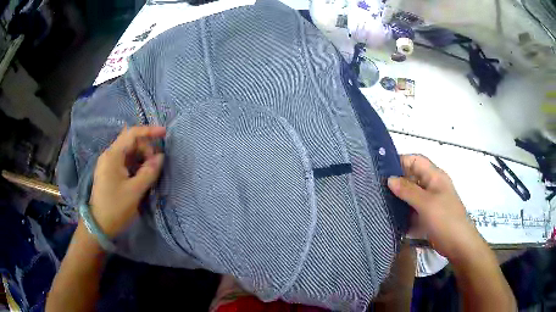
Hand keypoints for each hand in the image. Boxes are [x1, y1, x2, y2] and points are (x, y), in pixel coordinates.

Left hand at [89, 126, 165, 237]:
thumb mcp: (135, 191)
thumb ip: (149, 172)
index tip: (164, 134)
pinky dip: (136, 164)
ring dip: (142, 157)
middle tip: (156, 164)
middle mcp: (109, 155)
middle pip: (131, 142)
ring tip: (151, 170)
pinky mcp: (110, 172)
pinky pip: (125, 162)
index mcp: (113, 156)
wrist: (99, 225)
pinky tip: (142, 174)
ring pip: (129, 152)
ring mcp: (109, 164)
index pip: (132, 134)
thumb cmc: (115, 207)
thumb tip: (160, 157)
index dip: (149, 131)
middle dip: (146, 148)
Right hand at [387, 155, 482, 259]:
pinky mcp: (426, 216)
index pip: (416, 160)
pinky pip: (412, 209)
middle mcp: (431, 186)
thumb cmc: (445, 220)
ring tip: (379, 202)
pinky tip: (390, 217)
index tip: (381, 169)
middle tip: (376, 188)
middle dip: (396, 181)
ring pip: (410, 195)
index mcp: (435, 176)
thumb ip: (408, 191)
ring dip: (398, 198)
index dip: (400, 161)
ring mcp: (429, 202)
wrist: (458, 244)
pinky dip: (403, 212)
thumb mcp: (426, 203)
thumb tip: (390, 179)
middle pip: (412, 177)